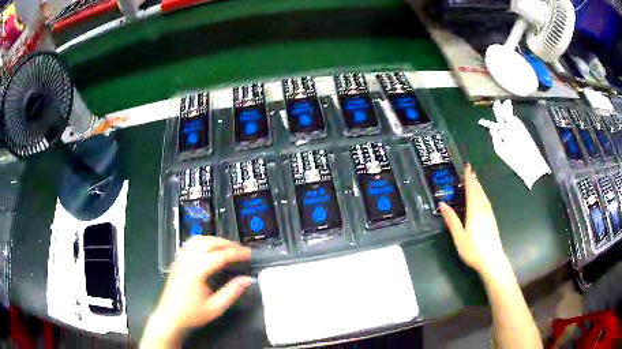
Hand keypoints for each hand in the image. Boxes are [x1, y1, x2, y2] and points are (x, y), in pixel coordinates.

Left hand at [141, 236, 251, 347]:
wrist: (169, 317)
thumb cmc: (191, 315)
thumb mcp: (215, 308)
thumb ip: (231, 292)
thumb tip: (247, 280)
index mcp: (196, 272)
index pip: (219, 255)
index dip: (236, 253)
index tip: (249, 254)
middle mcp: (187, 261)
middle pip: (209, 243)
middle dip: (228, 243)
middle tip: (241, 250)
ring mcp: (180, 260)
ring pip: (198, 240)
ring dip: (215, 240)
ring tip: (228, 247)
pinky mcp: (177, 261)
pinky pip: (190, 244)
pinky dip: (204, 241)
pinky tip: (210, 248)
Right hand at [440, 164, 507, 275]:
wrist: (492, 260)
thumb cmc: (473, 250)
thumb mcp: (459, 237)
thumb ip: (452, 220)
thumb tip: (442, 204)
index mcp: (474, 212)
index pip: (471, 191)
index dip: (469, 179)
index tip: (467, 167)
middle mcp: (483, 210)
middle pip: (479, 191)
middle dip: (474, 180)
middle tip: (470, 170)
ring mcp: (489, 214)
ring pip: (484, 196)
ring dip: (479, 186)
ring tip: (475, 180)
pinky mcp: (492, 220)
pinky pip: (487, 202)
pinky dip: (483, 195)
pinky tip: (482, 197)